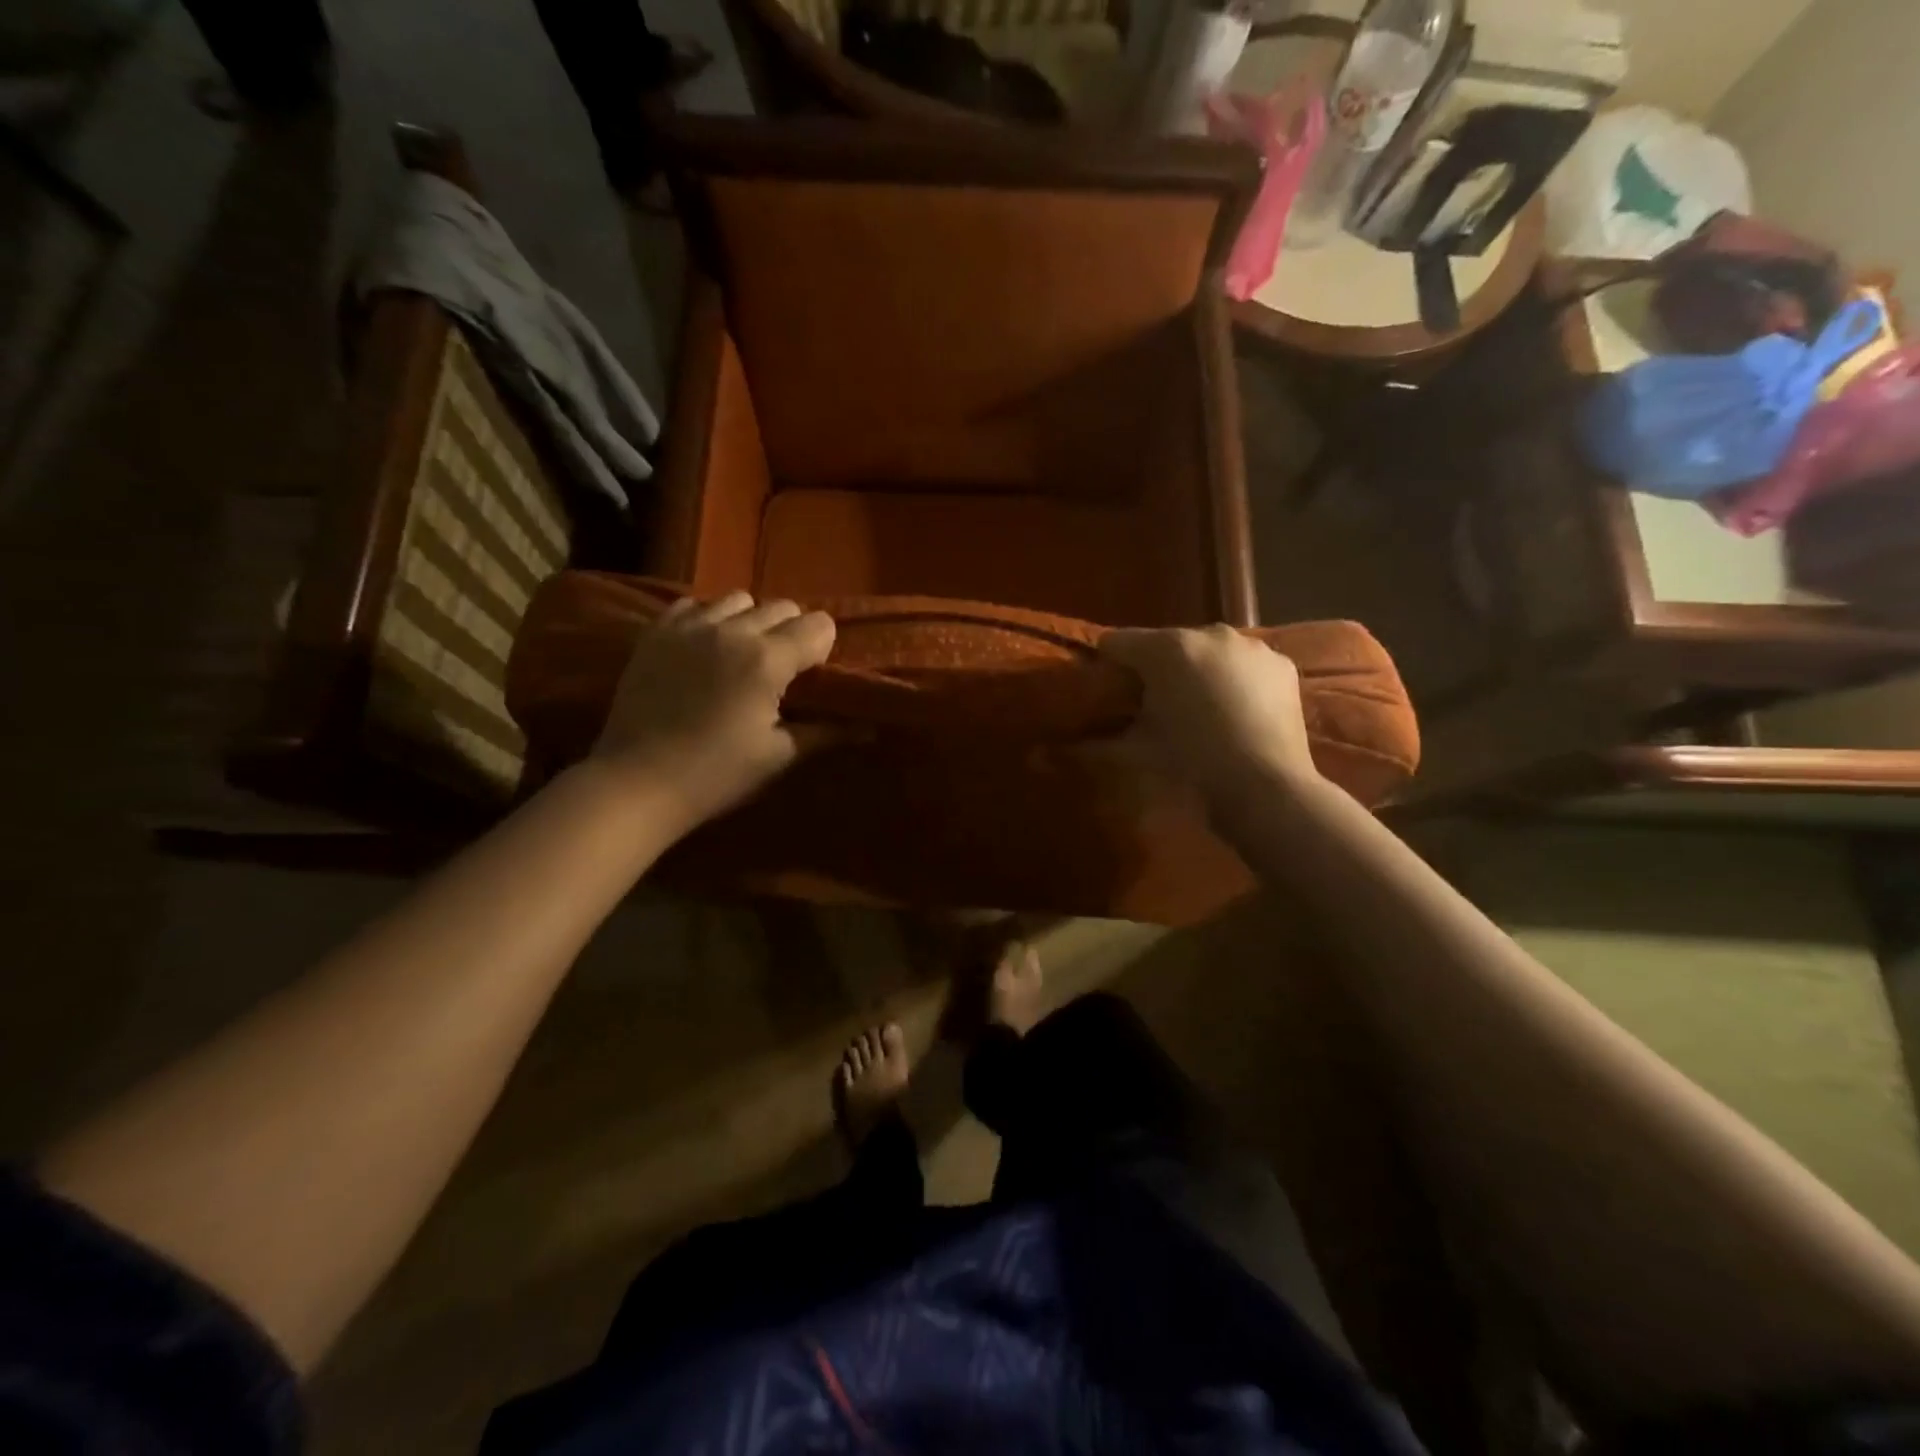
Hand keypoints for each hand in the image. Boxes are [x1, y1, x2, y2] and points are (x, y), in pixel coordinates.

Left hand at [590, 592, 835, 828]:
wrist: (635, 784)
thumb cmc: (715, 776)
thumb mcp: (777, 757)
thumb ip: (825, 733)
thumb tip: (869, 729)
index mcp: (768, 660)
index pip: (819, 625)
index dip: (823, 649)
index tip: (811, 677)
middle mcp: (733, 630)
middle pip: (783, 606)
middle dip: (791, 632)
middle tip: (780, 670)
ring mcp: (690, 626)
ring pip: (738, 599)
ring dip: (750, 620)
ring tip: (740, 655)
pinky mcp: (656, 632)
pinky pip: (694, 604)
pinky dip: (708, 618)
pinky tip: (704, 649)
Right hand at [1100, 626, 1319, 804]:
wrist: (1264, 786)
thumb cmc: (1191, 765)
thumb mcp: (1135, 753)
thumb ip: (1094, 743)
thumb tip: (1056, 750)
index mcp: (1166, 648)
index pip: (1117, 642)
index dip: (1109, 665)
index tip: (1112, 693)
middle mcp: (1208, 633)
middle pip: (1165, 643)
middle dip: (1157, 669)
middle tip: (1158, 708)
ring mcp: (1249, 645)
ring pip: (1206, 650)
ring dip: (1197, 671)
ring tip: (1202, 711)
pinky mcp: (1280, 663)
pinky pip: (1243, 663)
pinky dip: (1235, 679)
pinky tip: (1237, 712)